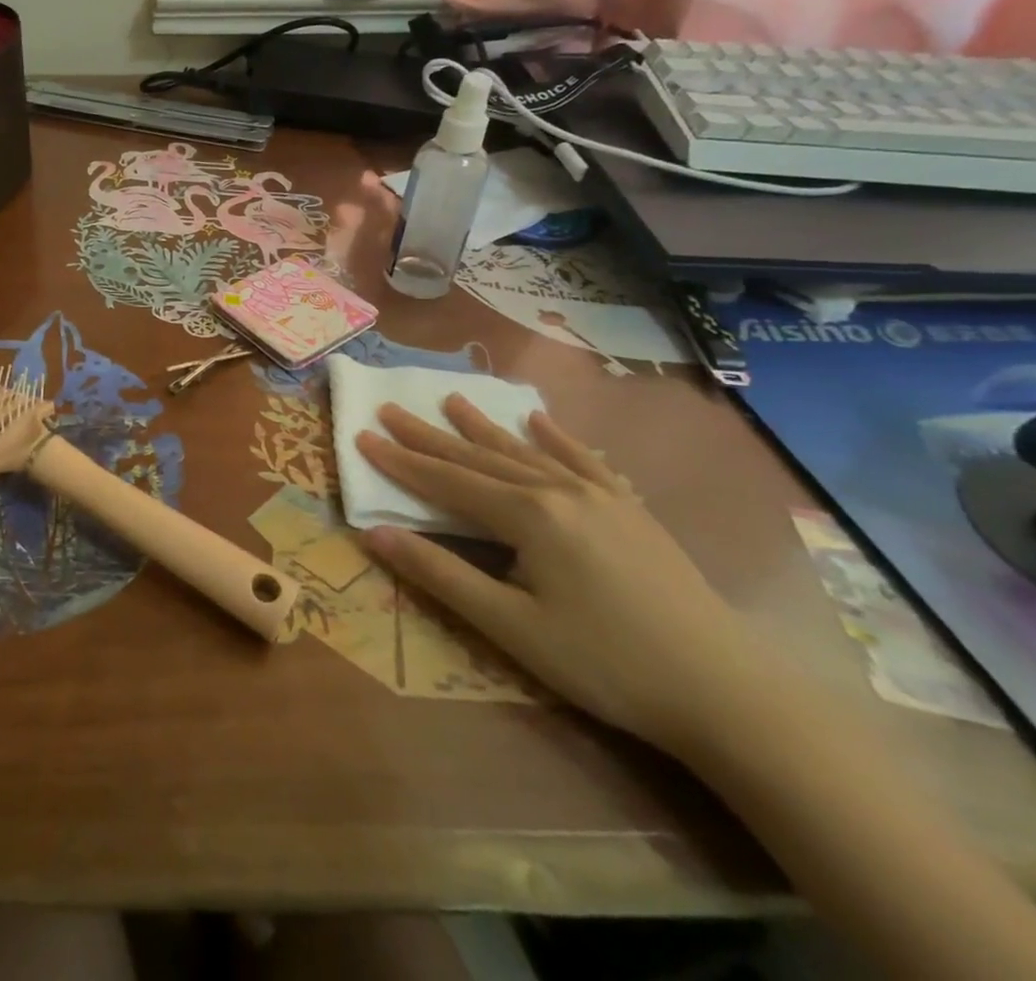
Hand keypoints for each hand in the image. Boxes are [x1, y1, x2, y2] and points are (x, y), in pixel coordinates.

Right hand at [356, 395, 765, 756]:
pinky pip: (584, 461)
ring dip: (483, 427)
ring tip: (451, 399)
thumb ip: (440, 573)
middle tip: (390, 407)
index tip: (361, 434)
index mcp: (527, 515)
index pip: (446, 481)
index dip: (400, 460)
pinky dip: (556, 438)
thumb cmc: (607, 663)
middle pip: (479, 458)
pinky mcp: (632, 511)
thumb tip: (373, 534)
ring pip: (525, 452)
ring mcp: (600, 496)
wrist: (729, 693)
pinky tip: (540, 420)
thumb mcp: (511, 626)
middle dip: (430, 435)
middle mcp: (558, 490)